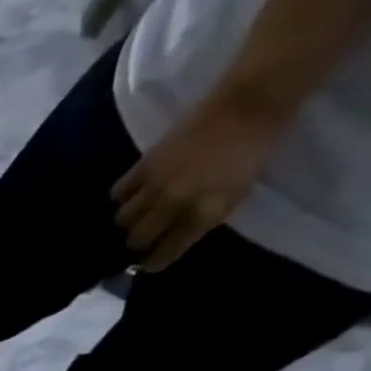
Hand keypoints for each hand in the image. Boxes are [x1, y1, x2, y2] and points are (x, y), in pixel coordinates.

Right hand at [110, 92, 284, 270]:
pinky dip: (121, 198)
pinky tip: (129, 196)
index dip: (154, 262)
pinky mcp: (143, 166)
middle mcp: (173, 205)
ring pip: (123, 219)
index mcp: (203, 214)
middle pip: (137, 238)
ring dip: (127, 222)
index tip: (148, 265)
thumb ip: (203, 217)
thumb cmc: (252, 151)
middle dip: (136, 245)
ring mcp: (155, 186)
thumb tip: (175, 234)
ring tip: (134, 218)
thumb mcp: (236, 194)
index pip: (166, 252)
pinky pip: (118, 193)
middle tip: (139, 241)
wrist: (248, 105)